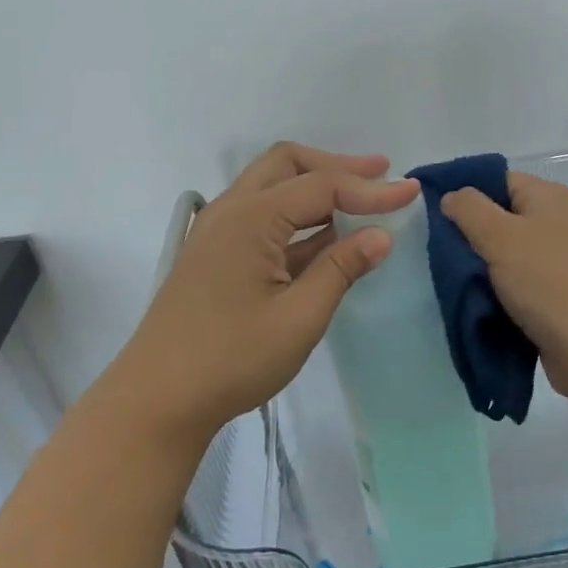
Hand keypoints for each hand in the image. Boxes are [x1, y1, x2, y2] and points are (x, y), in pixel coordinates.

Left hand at [110, 143, 419, 451]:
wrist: (156, 402)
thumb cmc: (231, 359)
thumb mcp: (299, 318)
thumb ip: (341, 269)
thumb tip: (381, 236)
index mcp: (250, 218)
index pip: (322, 186)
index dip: (370, 188)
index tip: (411, 192)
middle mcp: (230, 212)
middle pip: (288, 165)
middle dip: (337, 166)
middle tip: (380, 175)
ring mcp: (217, 233)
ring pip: (272, 187)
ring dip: (315, 187)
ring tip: (360, 199)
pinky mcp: (215, 256)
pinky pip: (261, 216)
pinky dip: (297, 216)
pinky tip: (326, 237)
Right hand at [441, 172, 567, 400]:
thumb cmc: (548, 279)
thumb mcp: (500, 234)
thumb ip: (469, 209)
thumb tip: (451, 196)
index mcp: (547, 197)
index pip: (498, 181)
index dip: (464, 193)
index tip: (429, 214)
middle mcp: (556, 224)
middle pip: (501, 220)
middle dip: (468, 236)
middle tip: (433, 252)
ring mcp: (558, 263)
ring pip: (506, 258)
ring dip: (480, 271)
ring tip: (446, 281)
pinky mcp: (556, 299)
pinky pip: (516, 289)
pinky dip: (496, 296)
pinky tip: (472, 305)